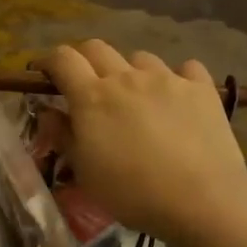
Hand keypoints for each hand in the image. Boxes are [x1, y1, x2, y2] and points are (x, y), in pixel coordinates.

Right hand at [36, 40, 246, 246]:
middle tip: (87, 85)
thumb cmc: (133, 193)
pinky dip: (177, 78)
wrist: (201, 199)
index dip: (49, 61)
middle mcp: (127, 77)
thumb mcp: (85, 172)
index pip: (62, 59)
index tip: (45, 75)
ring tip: (138, 98)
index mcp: (92, 97)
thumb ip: (63, 136)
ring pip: (140, 58)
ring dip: (131, 72)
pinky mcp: (201, 88)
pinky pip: (185, 69)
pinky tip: (179, 98)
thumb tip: (48, 112)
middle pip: (97, 48)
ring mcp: (167, 78)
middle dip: (85, 60)